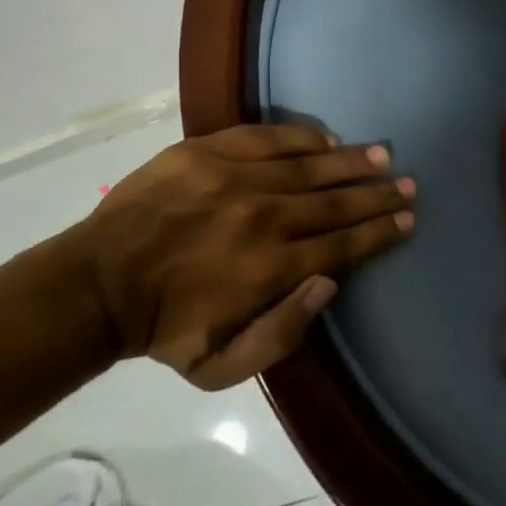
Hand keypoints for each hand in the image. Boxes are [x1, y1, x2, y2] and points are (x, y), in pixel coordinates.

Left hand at [67, 124, 414, 387]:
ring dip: (352, 162)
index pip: (343, 244)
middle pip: (337, 201)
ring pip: (311, 166)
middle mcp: (264, 216)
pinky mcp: (209, 151)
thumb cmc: (163, 330)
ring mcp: (236, 177)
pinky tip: (327, 139)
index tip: (407, 221)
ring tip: (381, 157)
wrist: (97, 283)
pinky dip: (304, 138)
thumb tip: (328, 283)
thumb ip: (281, 334)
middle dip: (378, 195)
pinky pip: (270, 137)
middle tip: (408, 185)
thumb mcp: (219, 367)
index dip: (380, 232)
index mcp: (270, 268)